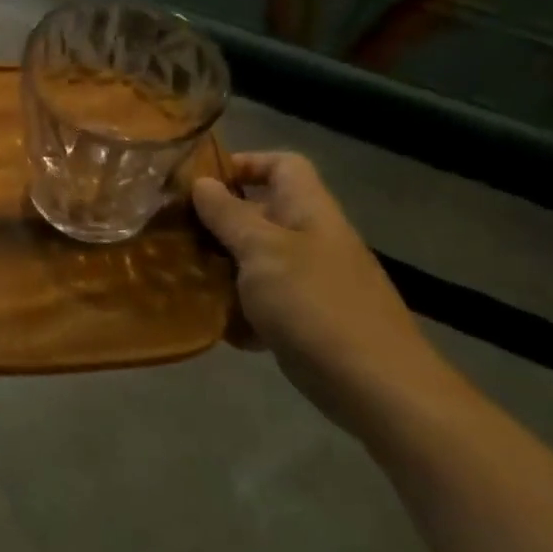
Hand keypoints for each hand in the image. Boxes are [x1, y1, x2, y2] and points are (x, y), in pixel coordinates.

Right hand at [192, 152, 450, 436]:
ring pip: (256, 260)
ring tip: (183, 275)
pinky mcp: (305, 321)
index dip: (244, 164)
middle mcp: (311, 239)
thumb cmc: (314, 304)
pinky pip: (263, 303)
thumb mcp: (262, 250)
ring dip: (222, 267)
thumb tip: (202, 183)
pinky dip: (239, 310)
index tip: (201, 184)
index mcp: (309, 210)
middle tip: (176, 231)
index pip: (282, 164)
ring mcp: (310, 282)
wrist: (376, 387)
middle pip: (261, 213)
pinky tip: (214, 323)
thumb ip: (228, 215)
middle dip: (218, 221)